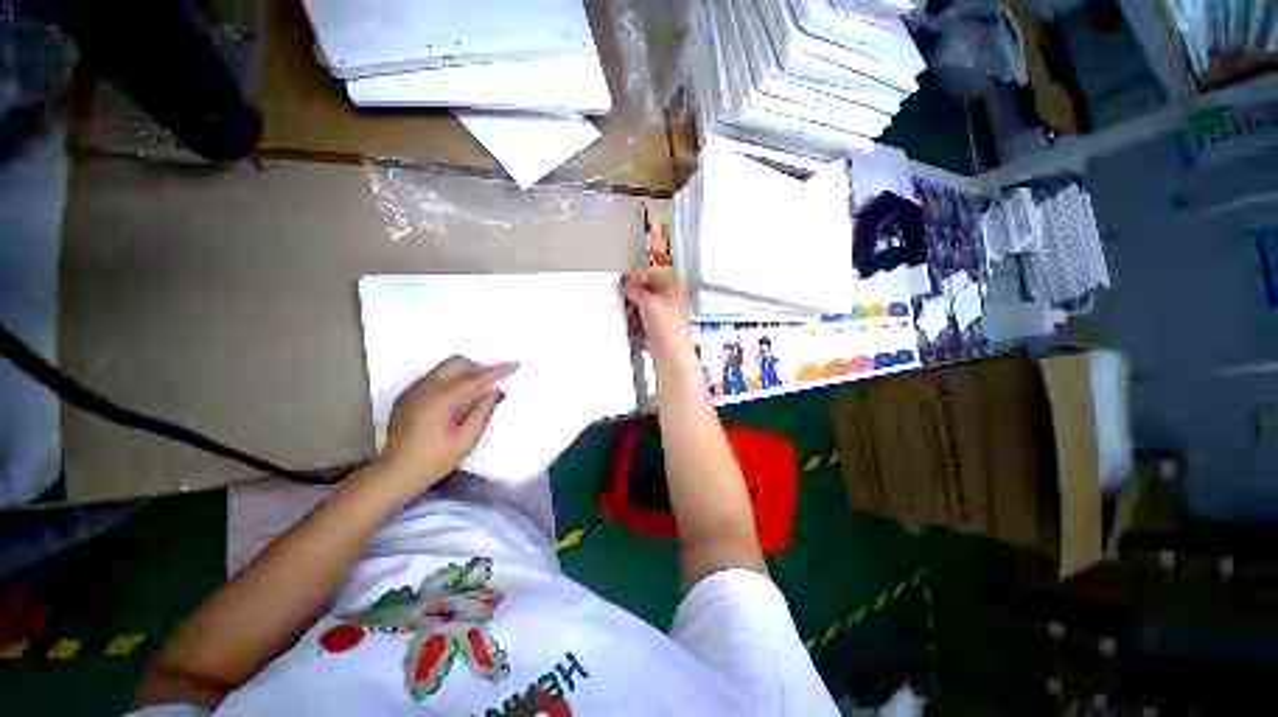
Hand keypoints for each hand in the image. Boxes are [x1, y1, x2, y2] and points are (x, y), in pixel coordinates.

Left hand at [378, 356, 518, 494]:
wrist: (393, 474)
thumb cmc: (433, 461)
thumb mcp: (465, 441)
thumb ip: (483, 413)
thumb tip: (495, 391)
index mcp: (440, 400)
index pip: (474, 379)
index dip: (497, 371)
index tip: (515, 364)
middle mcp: (424, 388)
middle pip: (457, 363)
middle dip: (479, 367)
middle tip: (493, 382)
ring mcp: (413, 391)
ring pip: (444, 368)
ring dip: (465, 373)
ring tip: (477, 392)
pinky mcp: (407, 396)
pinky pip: (434, 377)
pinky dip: (451, 380)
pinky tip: (456, 400)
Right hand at [622, 268, 695, 373]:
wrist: (671, 356)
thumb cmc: (670, 330)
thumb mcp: (648, 302)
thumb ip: (635, 289)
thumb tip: (626, 282)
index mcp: (674, 288)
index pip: (651, 274)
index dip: (635, 276)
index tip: (622, 279)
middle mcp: (670, 301)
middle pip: (645, 292)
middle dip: (632, 296)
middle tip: (624, 298)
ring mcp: (663, 317)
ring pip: (641, 307)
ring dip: (632, 311)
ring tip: (629, 315)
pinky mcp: (656, 330)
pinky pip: (640, 321)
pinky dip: (634, 322)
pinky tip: (632, 327)